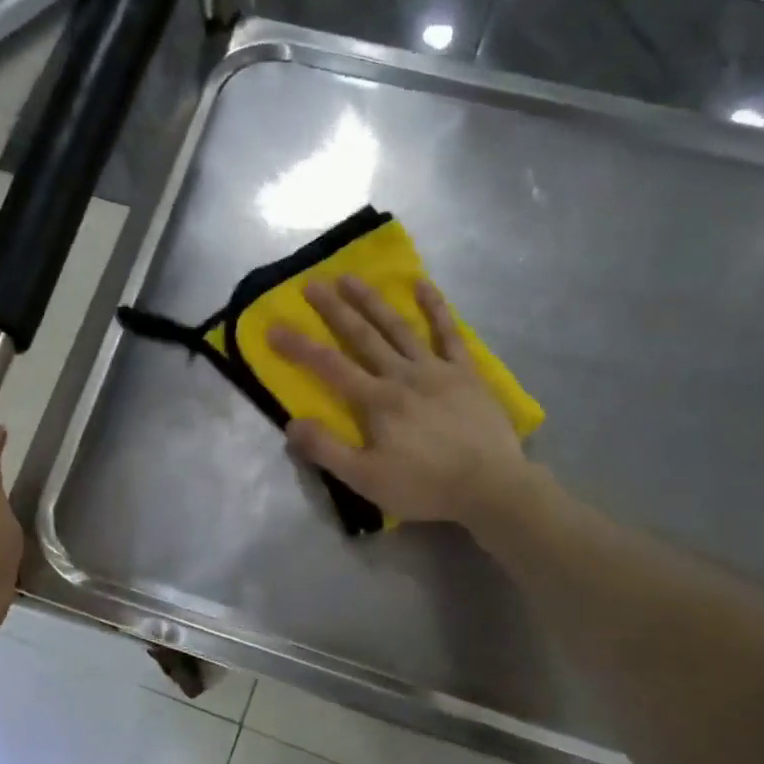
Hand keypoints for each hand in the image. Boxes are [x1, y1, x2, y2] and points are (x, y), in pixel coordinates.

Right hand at [268, 276, 536, 525]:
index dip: (299, 347)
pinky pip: (449, 333)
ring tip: (351, 277)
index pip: (329, 367)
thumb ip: (326, 450)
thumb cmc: (425, 486)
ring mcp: (436, 369)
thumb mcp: (366, 479)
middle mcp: (402, 375)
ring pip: (398, 327)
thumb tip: (291, 424)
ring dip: (373, 300)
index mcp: (376, 401)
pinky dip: (436, 308)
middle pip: (362, 336)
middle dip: (334, 309)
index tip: (273, 328)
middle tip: (312, 284)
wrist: (490, 486)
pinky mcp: (465, 373)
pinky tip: (423, 284)